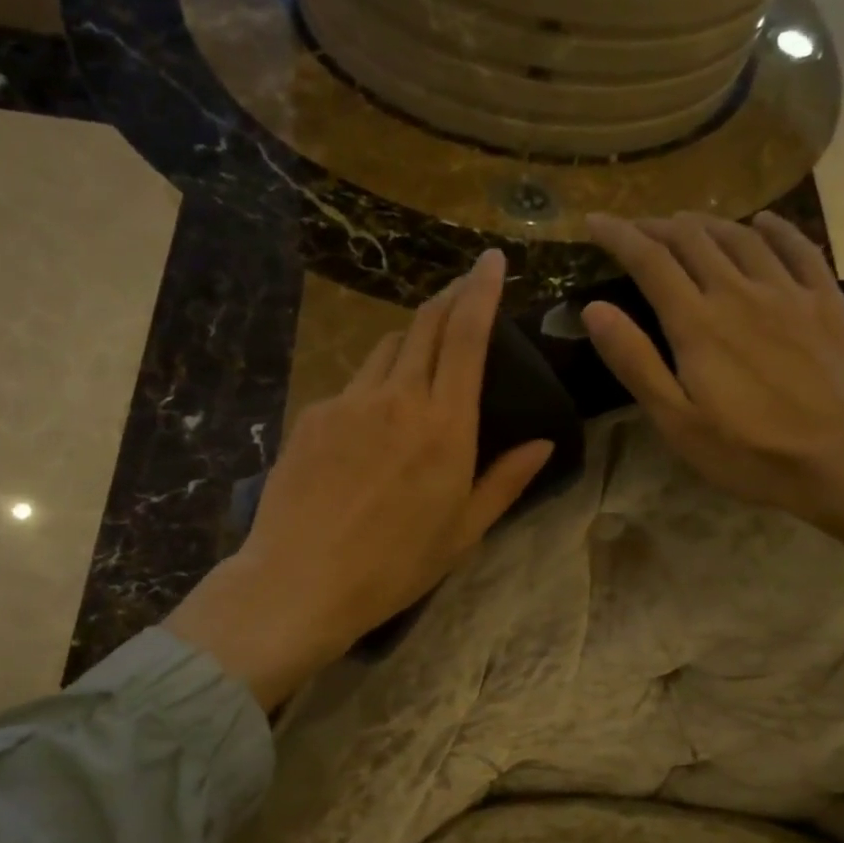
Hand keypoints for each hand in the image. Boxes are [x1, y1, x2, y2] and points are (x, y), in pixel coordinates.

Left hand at [164, 250, 552, 709]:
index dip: (481, 291)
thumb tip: (543, 444)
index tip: (491, 262)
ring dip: (409, 340)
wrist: (301, 580)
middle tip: (463, 290)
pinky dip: (371, 386)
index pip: (467, 335)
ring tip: (421, 354)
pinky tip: (370, 421)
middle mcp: (397, 397)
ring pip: (385, 349)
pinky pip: (351, 386)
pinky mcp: (311, 415)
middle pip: (424, 326)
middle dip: (448, 298)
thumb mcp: (463, 532)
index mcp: (445, 424)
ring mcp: (348, 401)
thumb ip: (505, 481)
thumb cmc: (394, 566)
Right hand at [583, 211, 843, 586]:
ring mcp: (789, 292)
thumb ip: (635, 362)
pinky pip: (798, 247)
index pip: (650, 261)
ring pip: (741, 237)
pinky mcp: (828, 302)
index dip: (619, 235)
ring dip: (707, 224)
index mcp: (697, 323)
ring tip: (686, 224)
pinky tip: (762, 224)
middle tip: (637, 228)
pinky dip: (774, 228)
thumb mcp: (677, 421)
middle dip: (658, 227)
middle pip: (693, 239)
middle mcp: (740, 292)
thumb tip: (594, 309)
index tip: (596, 221)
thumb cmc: (749, 452)